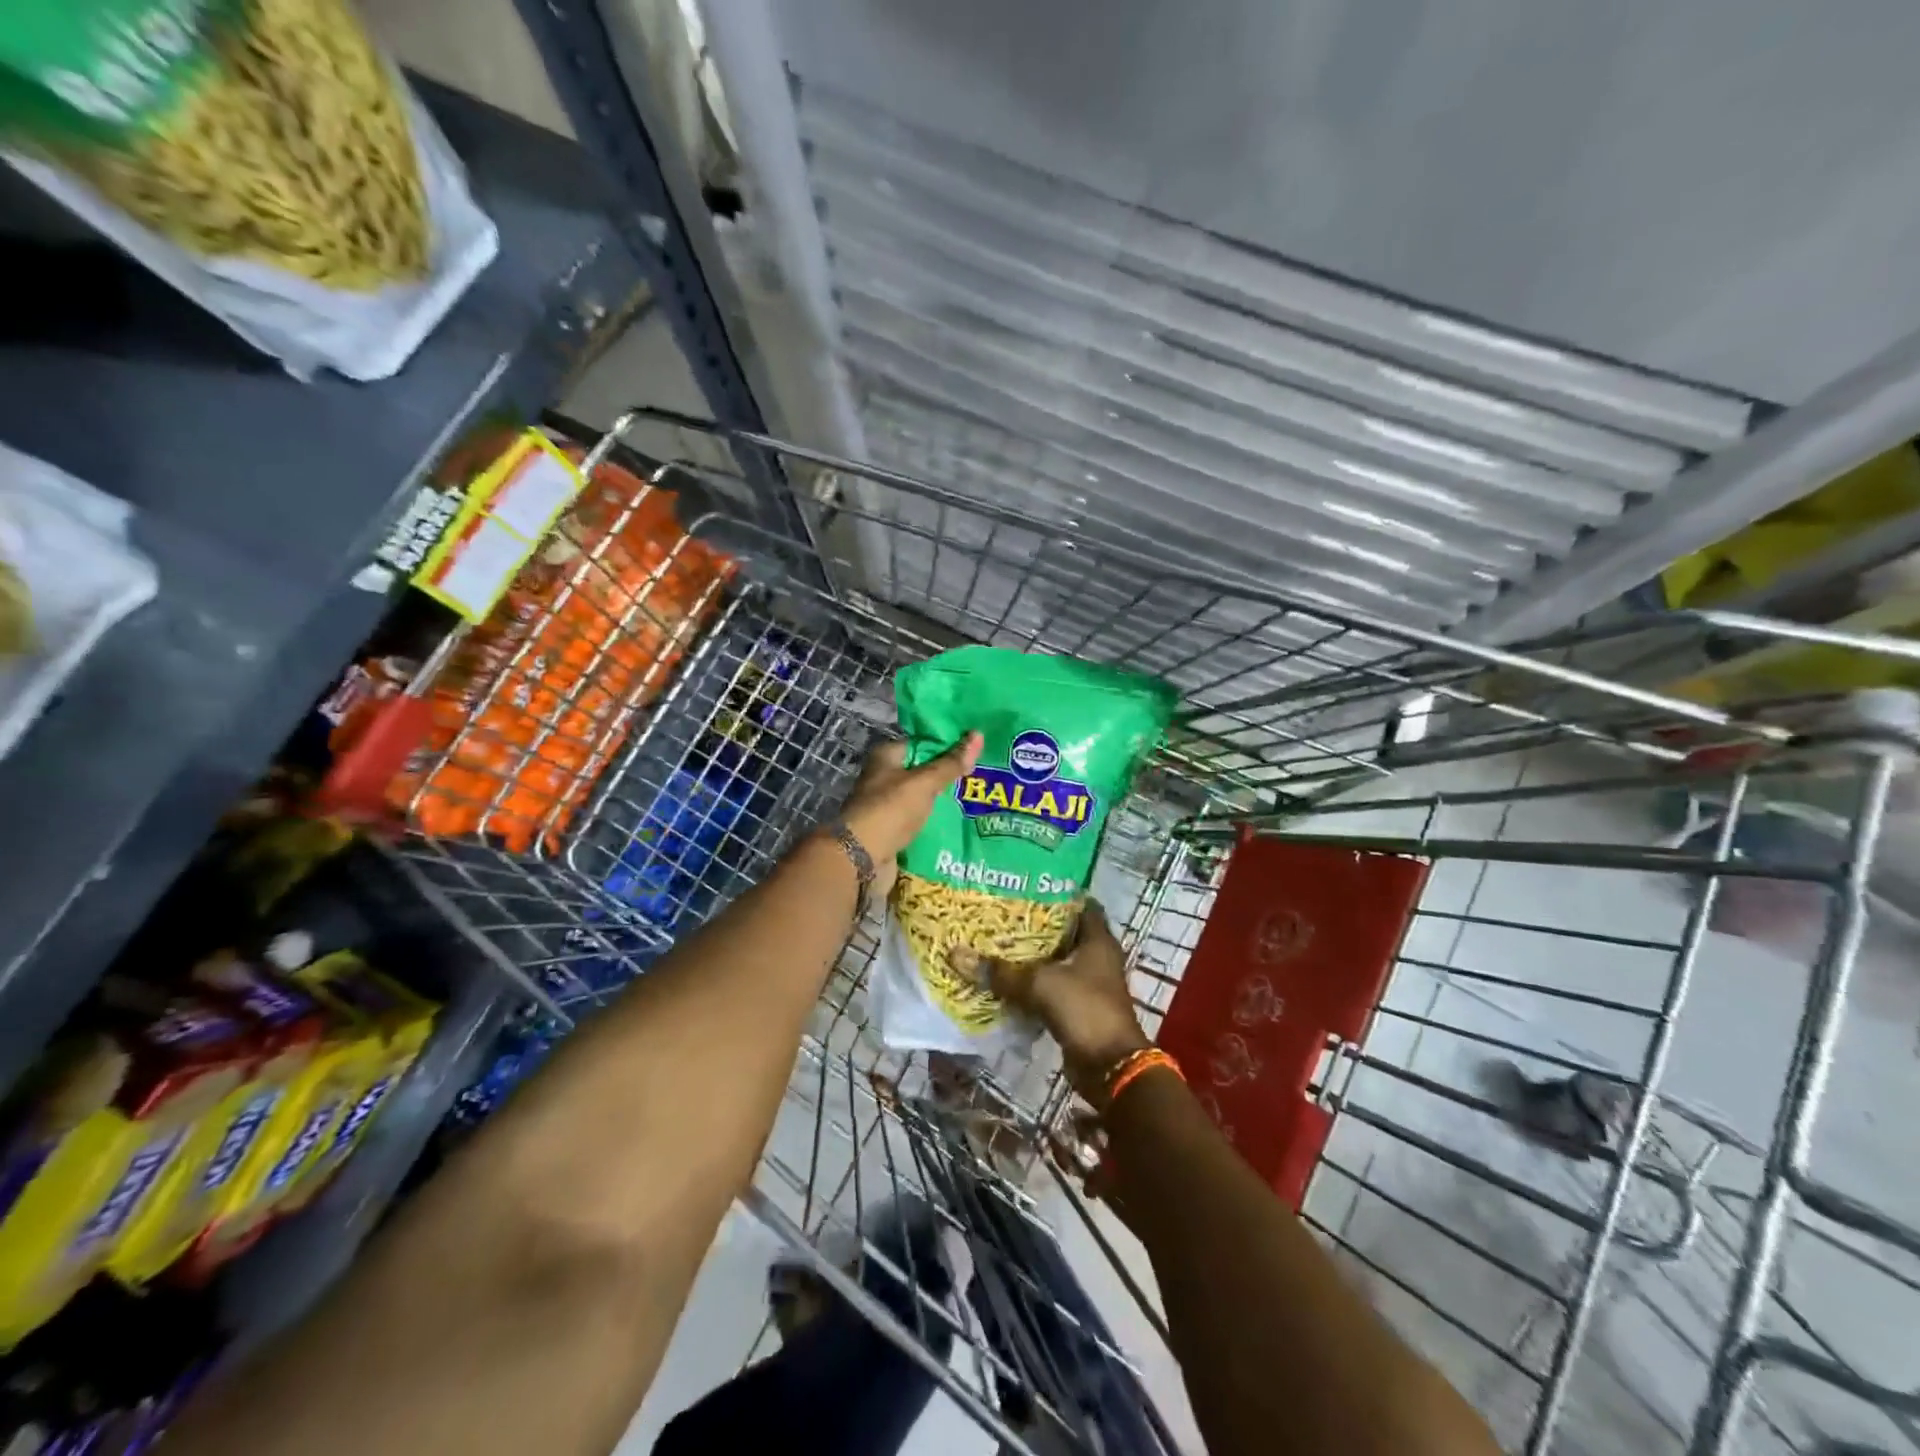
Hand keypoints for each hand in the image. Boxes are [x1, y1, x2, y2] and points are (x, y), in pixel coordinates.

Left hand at [837, 732, 981, 898]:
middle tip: (984, 774)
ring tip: (978, 798)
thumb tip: (978, 734)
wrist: (861, 858)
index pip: (922, 742)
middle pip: (923, 770)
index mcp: (886, 757)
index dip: (948, 743)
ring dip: (945, 800)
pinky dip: (937, 821)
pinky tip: (963, 821)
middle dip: (950, 774)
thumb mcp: (924, 782)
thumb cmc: (890, 810)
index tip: (976, 747)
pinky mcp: (893, 830)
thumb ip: (950, 763)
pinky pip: (921, 820)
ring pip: (923, 797)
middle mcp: (884, 778)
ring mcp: (888, 805)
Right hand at [986, 903, 1150, 1103]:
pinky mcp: (1078, 1006)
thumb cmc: (1084, 1009)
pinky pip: (1050, 986)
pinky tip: (1004, 976)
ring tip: (996, 940)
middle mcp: (1097, 956)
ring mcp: (1089, 983)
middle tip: (1001, 912)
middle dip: (1035, 924)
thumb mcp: (1040, 984)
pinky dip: (1031, 982)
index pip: (1080, 903)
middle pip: (1064, 932)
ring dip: (1031, 955)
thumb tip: (955, 954)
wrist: (1109, 1067)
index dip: (1056, 892)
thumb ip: (1001, 971)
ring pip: (1056, 960)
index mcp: (1098, 939)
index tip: (1025, 885)